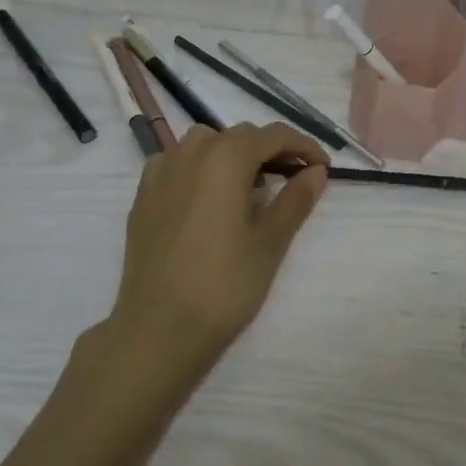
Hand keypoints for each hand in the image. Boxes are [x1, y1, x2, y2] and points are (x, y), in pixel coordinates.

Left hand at [104, 123, 329, 384]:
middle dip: (270, 150)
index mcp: (227, 157)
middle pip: (240, 136)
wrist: (158, 330)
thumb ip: (296, 200)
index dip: (303, 146)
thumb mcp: (270, 242)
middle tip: (293, 180)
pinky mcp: (143, 196)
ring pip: (204, 143)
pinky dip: (198, 168)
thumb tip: (316, 172)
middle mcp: (191, 153)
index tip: (322, 167)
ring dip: (232, 154)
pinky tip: (205, 198)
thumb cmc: (223, 285)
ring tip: (248, 188)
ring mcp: (161, 173)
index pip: (274, 135)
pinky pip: (176, 163)